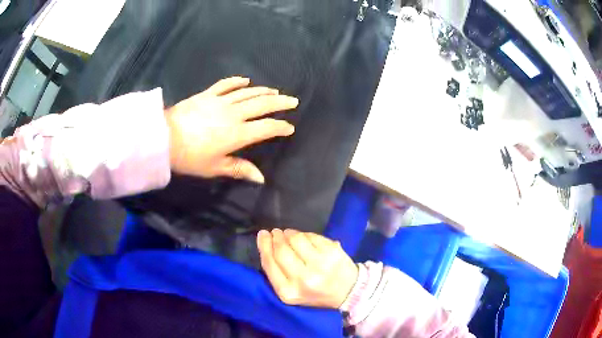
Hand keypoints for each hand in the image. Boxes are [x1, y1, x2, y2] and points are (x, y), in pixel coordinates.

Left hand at [165, 77, 297, 182]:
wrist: (164, 138)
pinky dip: (236, 81)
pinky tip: (245, 80)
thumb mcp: (215, 167)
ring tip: (275, 91)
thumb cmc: (190, 157)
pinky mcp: (208, 95)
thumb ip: (239, 169)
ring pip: (247, 93)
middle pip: (262, 105)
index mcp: (238, 134)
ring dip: (263, 91)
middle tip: (293, 100)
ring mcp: (221, 101)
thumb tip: (261, 178)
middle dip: (280, 103)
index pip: (266, 128)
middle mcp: (234, 114)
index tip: (290, 128)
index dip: (281, 127)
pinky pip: (225, 85)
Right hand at [257, 229, 358, 308]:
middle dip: (276, 237)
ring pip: (296, 239)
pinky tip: (305, 238)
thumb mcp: (291, 291)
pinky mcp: (333, 252)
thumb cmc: (315, 293)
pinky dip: (306, 234)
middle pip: (281, 250)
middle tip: (275, 232)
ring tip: (289, 234)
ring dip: (290, 233)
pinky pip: (312, 236)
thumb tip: (267, 242)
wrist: (348, 292)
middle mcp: (304, 279)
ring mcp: (320, 265)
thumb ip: (277, 272)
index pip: (269, 263)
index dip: (264, 246)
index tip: (262, 235)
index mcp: (289, 293)